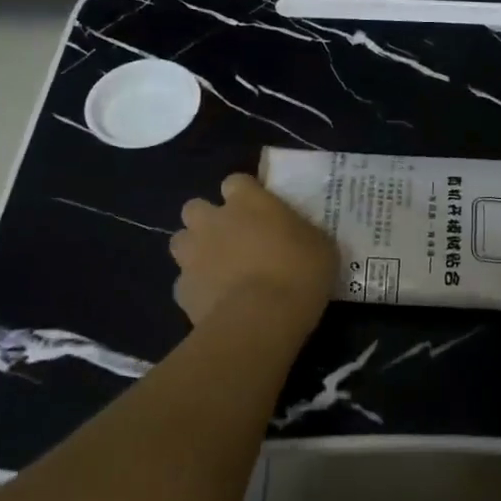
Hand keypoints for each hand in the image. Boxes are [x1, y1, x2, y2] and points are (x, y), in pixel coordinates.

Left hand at [170, 173, 336, 333]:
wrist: (262, 318)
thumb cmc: (299, 272)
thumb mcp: (320, 246)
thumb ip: (302, 234)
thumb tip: (299, 237)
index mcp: (248, 201)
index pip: (236, 182)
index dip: (245, 195)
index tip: (259, 211)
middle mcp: (213, 221)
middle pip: (195, 207)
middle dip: (208, 220)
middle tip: (231, 238)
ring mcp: (193, 255)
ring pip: (180, 242)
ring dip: (195, 251)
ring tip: (218, 269)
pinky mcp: (182, 290)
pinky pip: (185, 283)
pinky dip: (197, 289)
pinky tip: (216, 302)